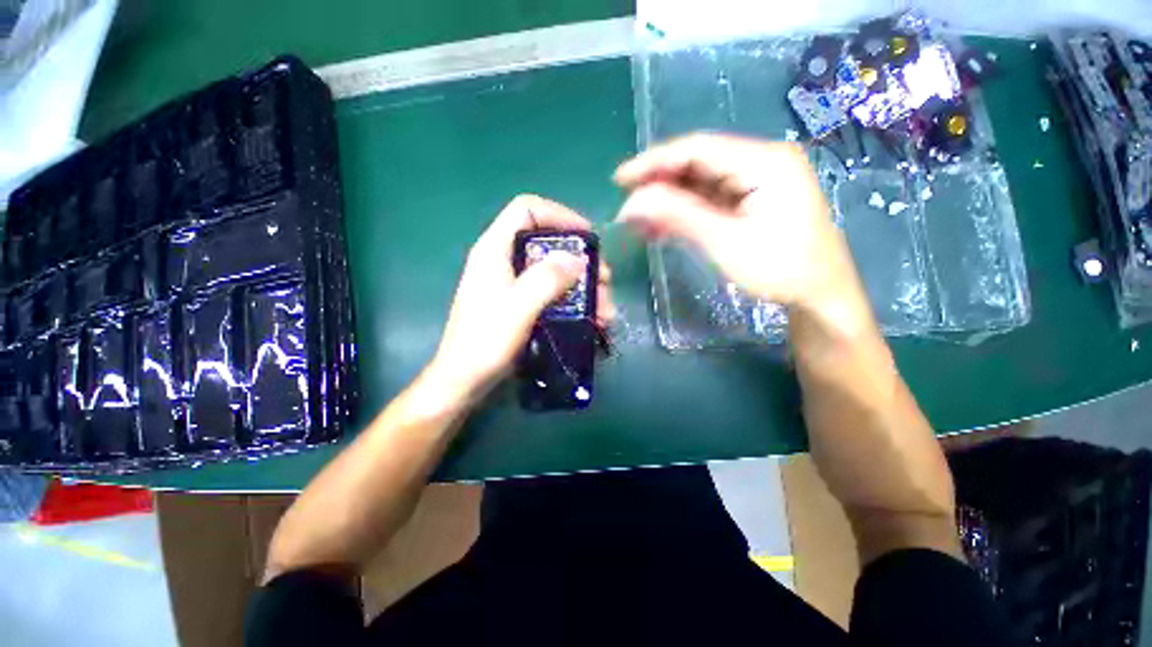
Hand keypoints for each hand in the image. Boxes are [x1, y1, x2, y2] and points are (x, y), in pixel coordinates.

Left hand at [428, 195, 613, 401]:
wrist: (464, 382)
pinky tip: (591, 320)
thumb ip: (546, 278)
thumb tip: (577, 258)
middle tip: (605, 282)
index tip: (587, 237)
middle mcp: (504, 262)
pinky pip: (552, 294)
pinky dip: (573, 303)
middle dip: (581, 261)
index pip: (527, 209)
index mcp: (495, 250)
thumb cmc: (485, 343)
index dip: (559, 215)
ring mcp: (512, 285)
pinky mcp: (520, 305)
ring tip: (605, 311)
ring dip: (583, 288)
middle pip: (548, 243)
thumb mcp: (518, 307)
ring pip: (555, 272)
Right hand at [615, 133, 853, 309]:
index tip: (620, 180)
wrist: (820, 296)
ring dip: (668, 201)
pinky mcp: (752, 200)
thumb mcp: (725, 243)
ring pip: (701, 183)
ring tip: (639, 221)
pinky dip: (684, 212)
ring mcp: (758, 181)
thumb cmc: (780, 270)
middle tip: (627, 205)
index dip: (654, 162)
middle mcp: (761, 161)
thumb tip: (632, 203)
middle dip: (659, 184)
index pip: (697, 149)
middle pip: (698, 163)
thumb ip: (678, 216)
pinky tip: (662, 226)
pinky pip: (710, 199)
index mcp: (764, 161)